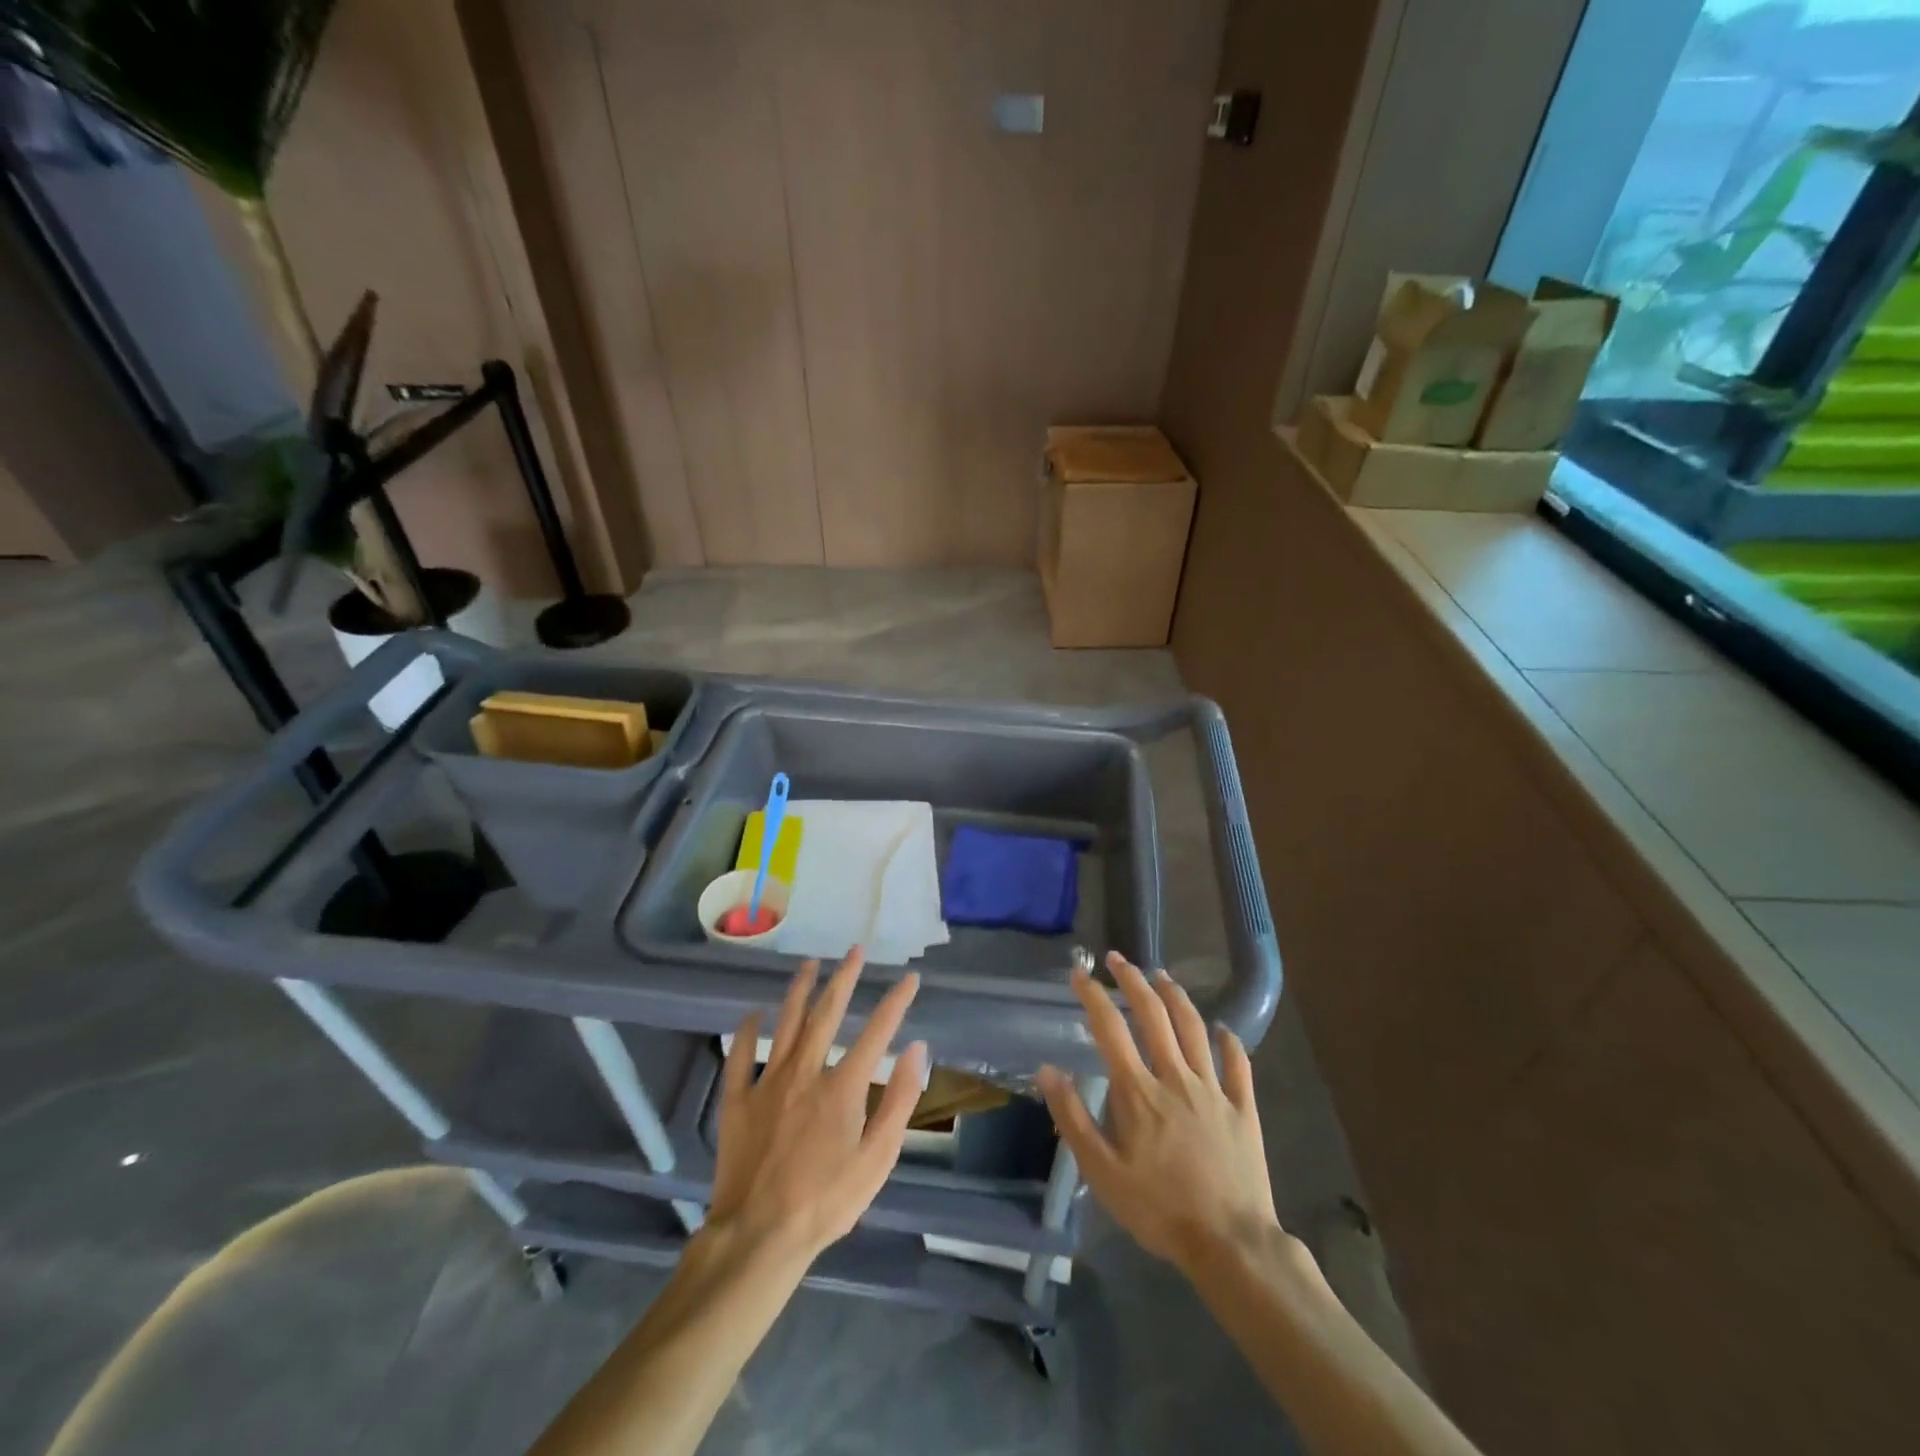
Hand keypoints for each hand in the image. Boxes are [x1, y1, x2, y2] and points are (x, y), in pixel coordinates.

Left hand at [708, 949, 926, 1266]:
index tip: (909, 978)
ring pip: (786, 1024)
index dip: (895, 1002)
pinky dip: (747, 1031)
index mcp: (842, 1087)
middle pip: (827, 1014)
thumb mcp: (877, 1160)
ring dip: (799, 990)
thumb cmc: (826, 1202)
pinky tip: (754, 1013)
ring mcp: (767, 1083)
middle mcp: (805, 1072)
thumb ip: (899, 1101)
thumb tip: (916, 1049)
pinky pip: (740, 1056)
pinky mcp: (738, 1101)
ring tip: (809, 964)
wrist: (759, 1236)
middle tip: (855, 950)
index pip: (876, 1032)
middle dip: (844, 978)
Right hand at [1038, 952, 1278, 1274]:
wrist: (1230, 1244)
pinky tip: (1222, 1028)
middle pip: (1153, 1014)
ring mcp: (1213, 1089)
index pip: (1109, 1028)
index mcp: (1138, 1091)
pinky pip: (1238, 1064)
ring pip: (1194, 1028)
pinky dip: (1229, 1041)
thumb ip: (1073, 1117)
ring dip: (1176, 996)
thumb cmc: (1158, 1209)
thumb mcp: (1102, 1172)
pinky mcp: (1243, 1108)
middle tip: (1119, 959)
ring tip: (1162, 976)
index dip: (1092, 995)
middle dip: (1133, 980)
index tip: (1079, 973)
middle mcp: (1176, 1076)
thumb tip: (1046, 1070)